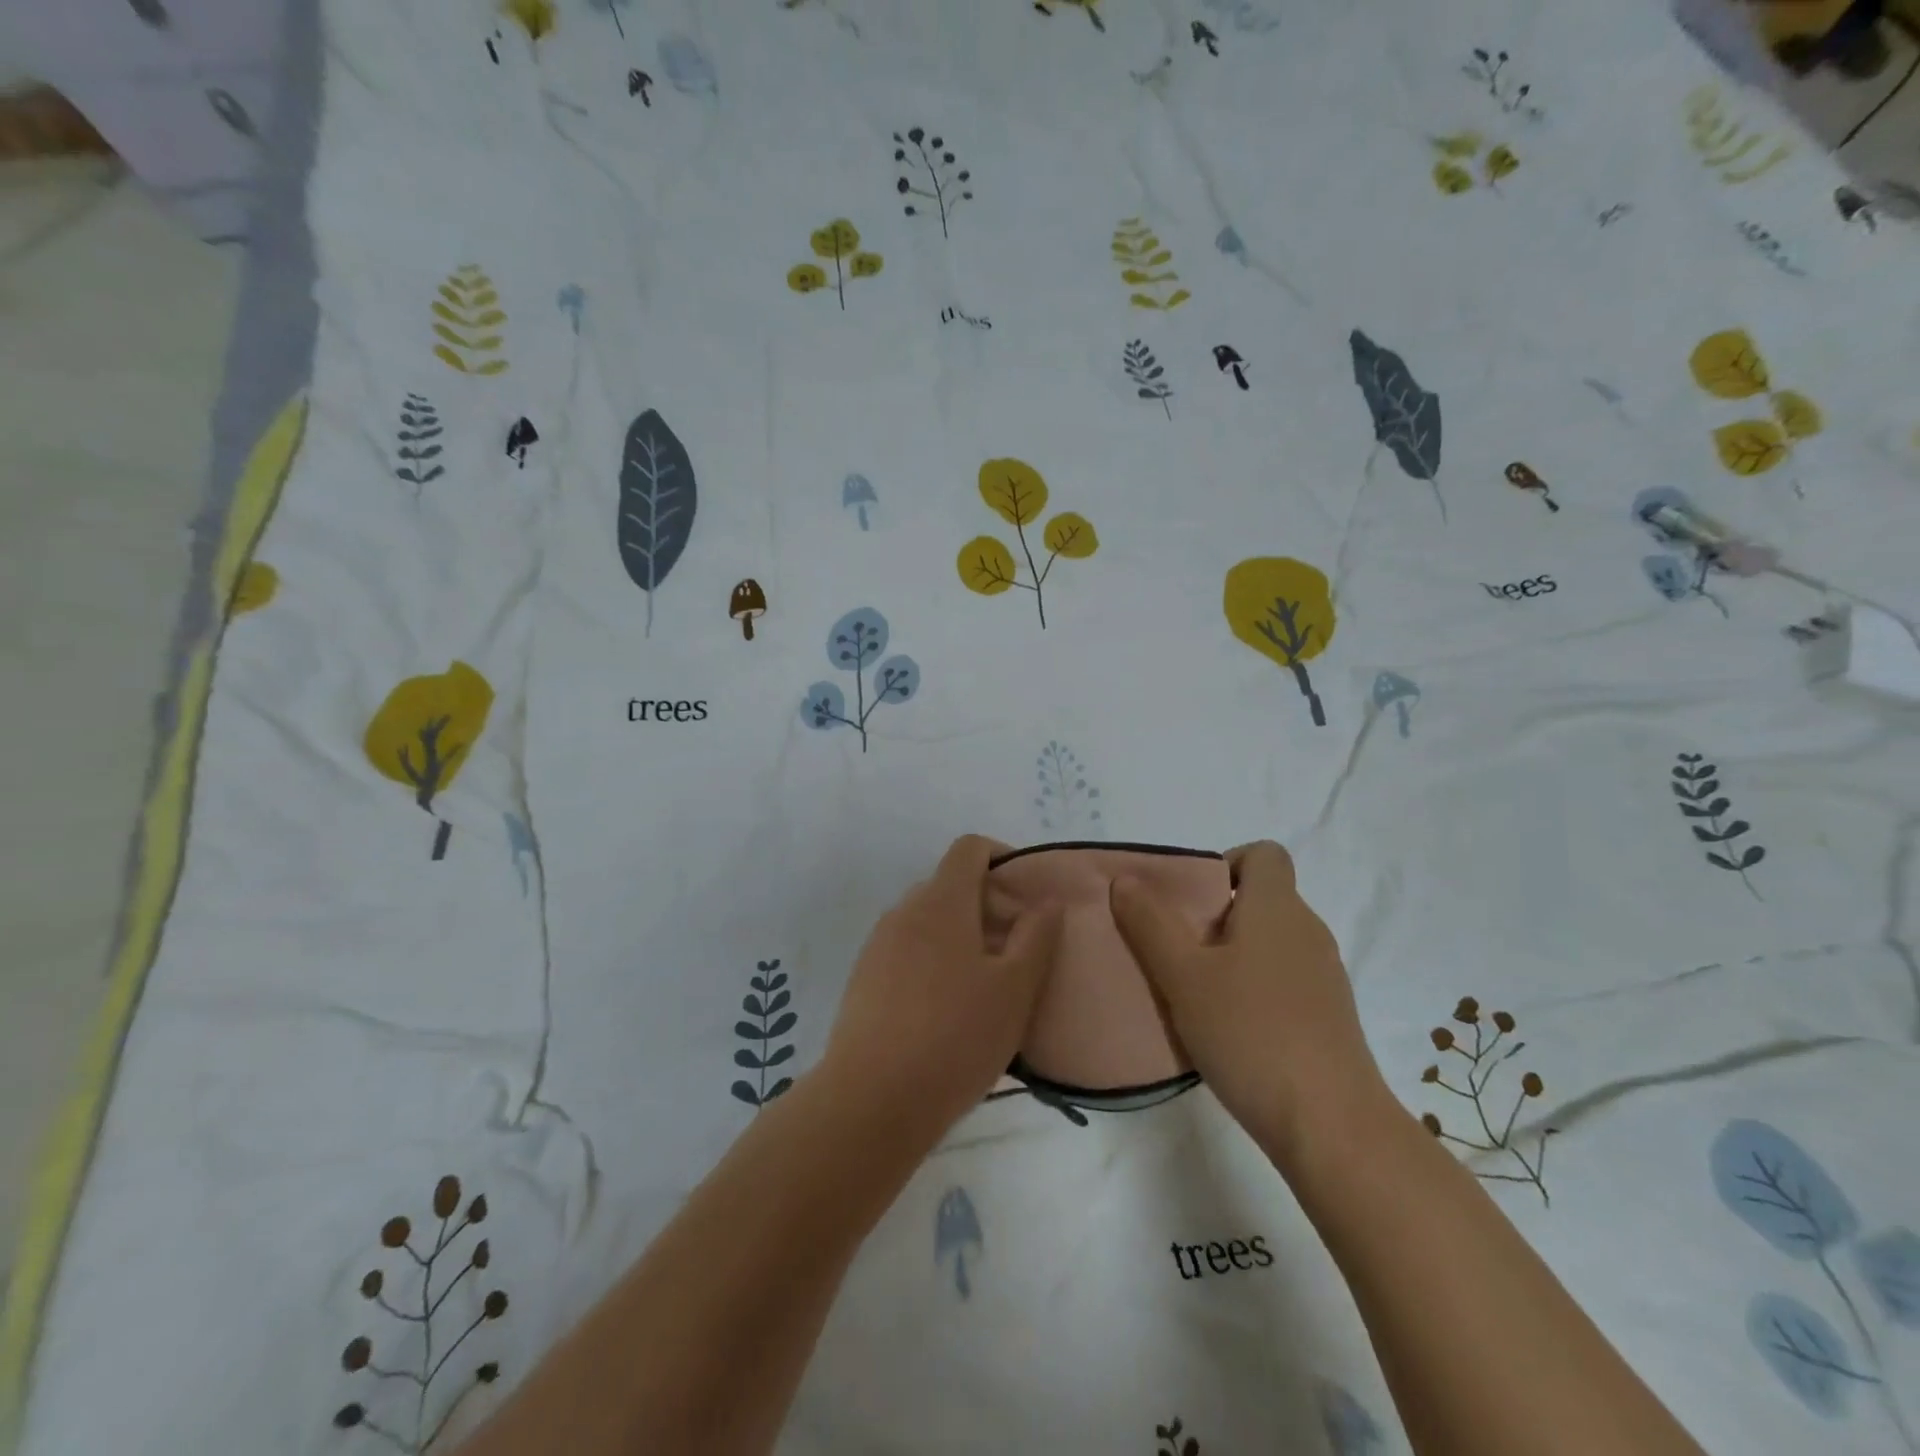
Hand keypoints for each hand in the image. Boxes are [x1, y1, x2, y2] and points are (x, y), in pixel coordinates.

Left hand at [821, 835, 1063, 1149]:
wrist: (871, 1101)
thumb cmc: (955, 1038)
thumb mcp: (1014, 989)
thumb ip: (1036, 936)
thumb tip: (1046, 900)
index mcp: (941, 902)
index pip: (969, 848)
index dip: (1001, 857)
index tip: (1026, 896)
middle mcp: (904, 912)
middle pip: (950, 885)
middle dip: (986, 906)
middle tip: (1015, 951)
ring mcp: (878, 945)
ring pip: (928, 921)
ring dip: (960, 936)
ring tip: (985, 986)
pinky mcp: (863, 979)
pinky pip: (907, 951)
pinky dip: (934, 961)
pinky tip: (947, 1011)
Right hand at [1110, 840, 1383, 1165]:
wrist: (1331, 1126)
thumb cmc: (1251, 1033)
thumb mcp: (1183, 976)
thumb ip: (1150, 923)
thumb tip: (1126, 880)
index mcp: (1277, 908)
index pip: (1264, 854)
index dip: (1225, 863)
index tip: (1191, 901)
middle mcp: (1308, 931)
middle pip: (1261, 898)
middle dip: (1214, 915)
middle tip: (1176, 950)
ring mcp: (1324, 976)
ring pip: (1269, 942)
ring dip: (1231, 955)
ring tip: (1194, 992)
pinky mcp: (1328, 1017)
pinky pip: (1283, 979)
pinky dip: (1253, 988)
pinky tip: (1228, 1028)